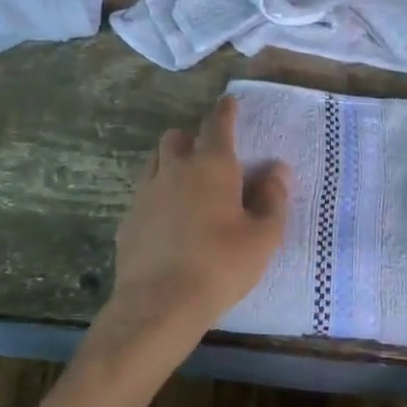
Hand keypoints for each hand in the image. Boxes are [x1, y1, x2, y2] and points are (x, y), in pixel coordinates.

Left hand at [89, 95, 290, 379]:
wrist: (160, 303)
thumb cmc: (221, 265)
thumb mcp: (262, 237)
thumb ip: (273, 199)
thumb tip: (277, 170)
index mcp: (211, 165)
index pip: (217, 124)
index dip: (225, 110)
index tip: (229, 102)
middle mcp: (174, 169)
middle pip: (176, 137)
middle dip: (191, 138)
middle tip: (208, 157)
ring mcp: (145, 193)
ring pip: (155, 162)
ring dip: (170, 163)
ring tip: (186, 186)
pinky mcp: (128, 219)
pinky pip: (143, 194)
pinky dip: (157, 196)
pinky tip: (167, 222)